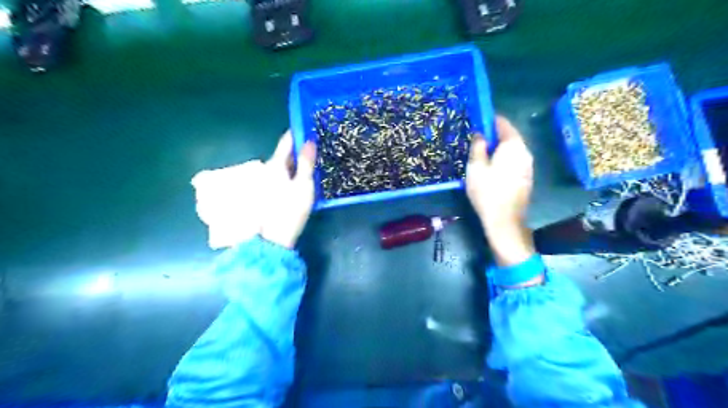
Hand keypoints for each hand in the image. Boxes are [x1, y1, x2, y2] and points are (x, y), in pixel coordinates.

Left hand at [262, 131, 319, 246]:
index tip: (308, 126)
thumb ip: (306, 163)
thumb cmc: (290, 210)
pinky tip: (300, 180)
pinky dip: (291, 175)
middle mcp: (267, 171)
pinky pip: (281, 178)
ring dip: (295, 163)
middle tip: (315, 145)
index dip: (296, 133)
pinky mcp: (268, 194)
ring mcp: (266, 183)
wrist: (273, 239)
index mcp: (275, 165)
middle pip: (284, 155)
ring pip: (283, 167)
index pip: (286, 142)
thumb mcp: (303, 185)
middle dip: (298, 149)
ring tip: (311, 162)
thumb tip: (309, 140)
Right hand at [466, 117, 532, 265]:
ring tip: (482, 155)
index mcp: (513, 145)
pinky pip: (514, 160)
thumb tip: (481, 134)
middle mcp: (525, 152)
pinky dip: (504, 159)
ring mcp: (528, 165)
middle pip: (510, 136)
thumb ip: (478, 146)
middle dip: (494, 135)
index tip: (477, 121)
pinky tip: (492, 168)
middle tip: (477, 140)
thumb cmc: (487, 191)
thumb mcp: (475, 167)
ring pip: (512, 149)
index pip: (503, 124)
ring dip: (499, 148)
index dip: (490, 120)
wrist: (504, 220)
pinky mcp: (527, 177)